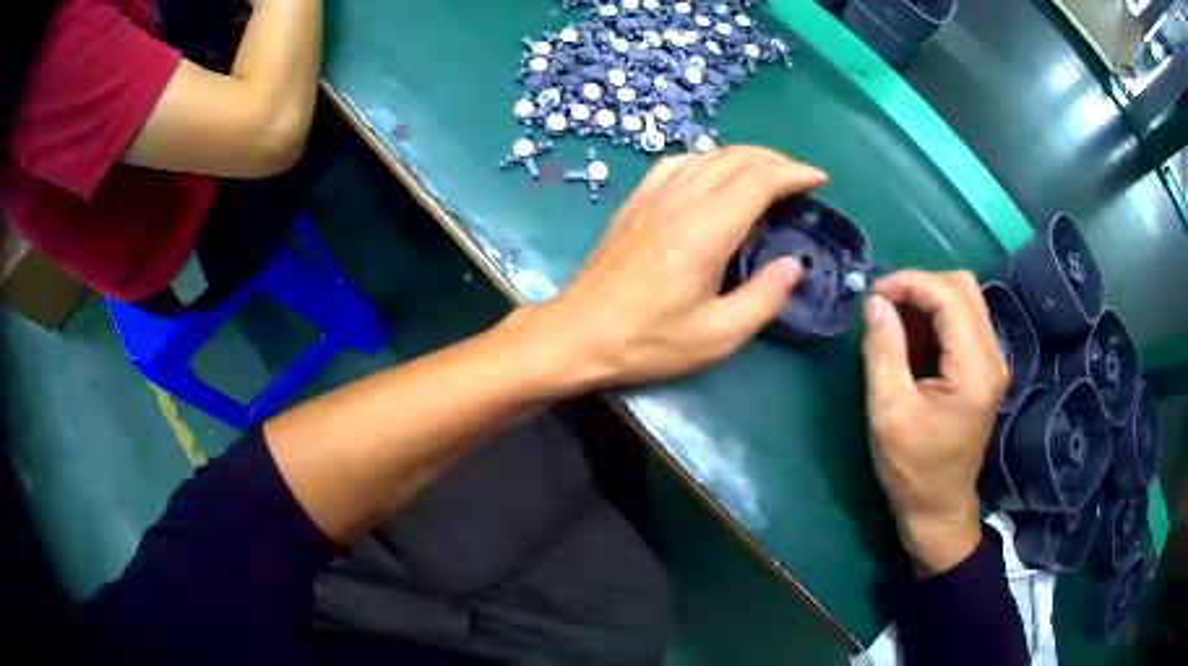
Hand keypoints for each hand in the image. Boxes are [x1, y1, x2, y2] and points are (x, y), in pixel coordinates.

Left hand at [529, 146, 825, 388]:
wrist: (576, 334)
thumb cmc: (647, 341)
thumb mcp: (716, 336)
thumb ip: (763, 298)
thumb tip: (793, 265)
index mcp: (704, 230)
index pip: (758, 180)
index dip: (793, 173)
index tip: (819, 180)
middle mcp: (679, 201)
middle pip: (735, 158)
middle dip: (775, 161)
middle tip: (800, 179)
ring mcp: (651, 197)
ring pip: (705, 155)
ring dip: (743, 156)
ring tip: (766, 173)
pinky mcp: (634, 203)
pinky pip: (675, 163)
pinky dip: (705, 159)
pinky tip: (712, 173)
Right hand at [861, 270, 1008, 575]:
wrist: (939, 507)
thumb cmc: (913, 469)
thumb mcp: (888, 413)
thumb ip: (883, 351)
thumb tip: (875, 302)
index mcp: (974, 370)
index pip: (949, 296)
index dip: (909, 283)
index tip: (873, 294)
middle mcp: (992, 356)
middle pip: (962, 287)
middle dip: (919, 286)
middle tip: (883, 306)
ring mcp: (993, 360)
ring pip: (963, 299)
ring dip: (925, 300)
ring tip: (892, 323)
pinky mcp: (985, 367)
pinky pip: (962, 321)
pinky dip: (934, 318)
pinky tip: (910, 340)